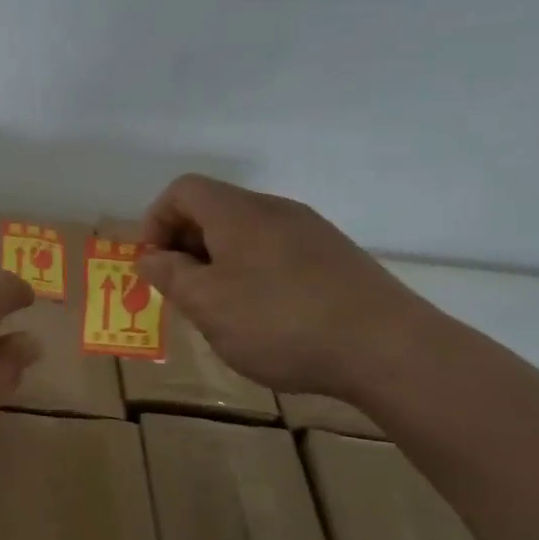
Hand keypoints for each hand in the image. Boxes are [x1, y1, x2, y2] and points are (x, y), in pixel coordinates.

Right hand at [135, 174, 431, 396]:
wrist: (388, 349)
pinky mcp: (337, 258)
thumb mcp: (206, 304)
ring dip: (219, 263)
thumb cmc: (279, 322)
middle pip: (214, 210)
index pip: (182, 190)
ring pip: (246, 234)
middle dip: (185, 246)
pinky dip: (254, 274)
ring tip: (221, 310)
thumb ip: (170, 276)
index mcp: (237, 212)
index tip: (154, 265)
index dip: (155, 221)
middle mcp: (275, 210)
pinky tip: (266, 317)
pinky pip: (277, 252)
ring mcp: (311, 232)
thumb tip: (150, 257)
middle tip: (182, 292)